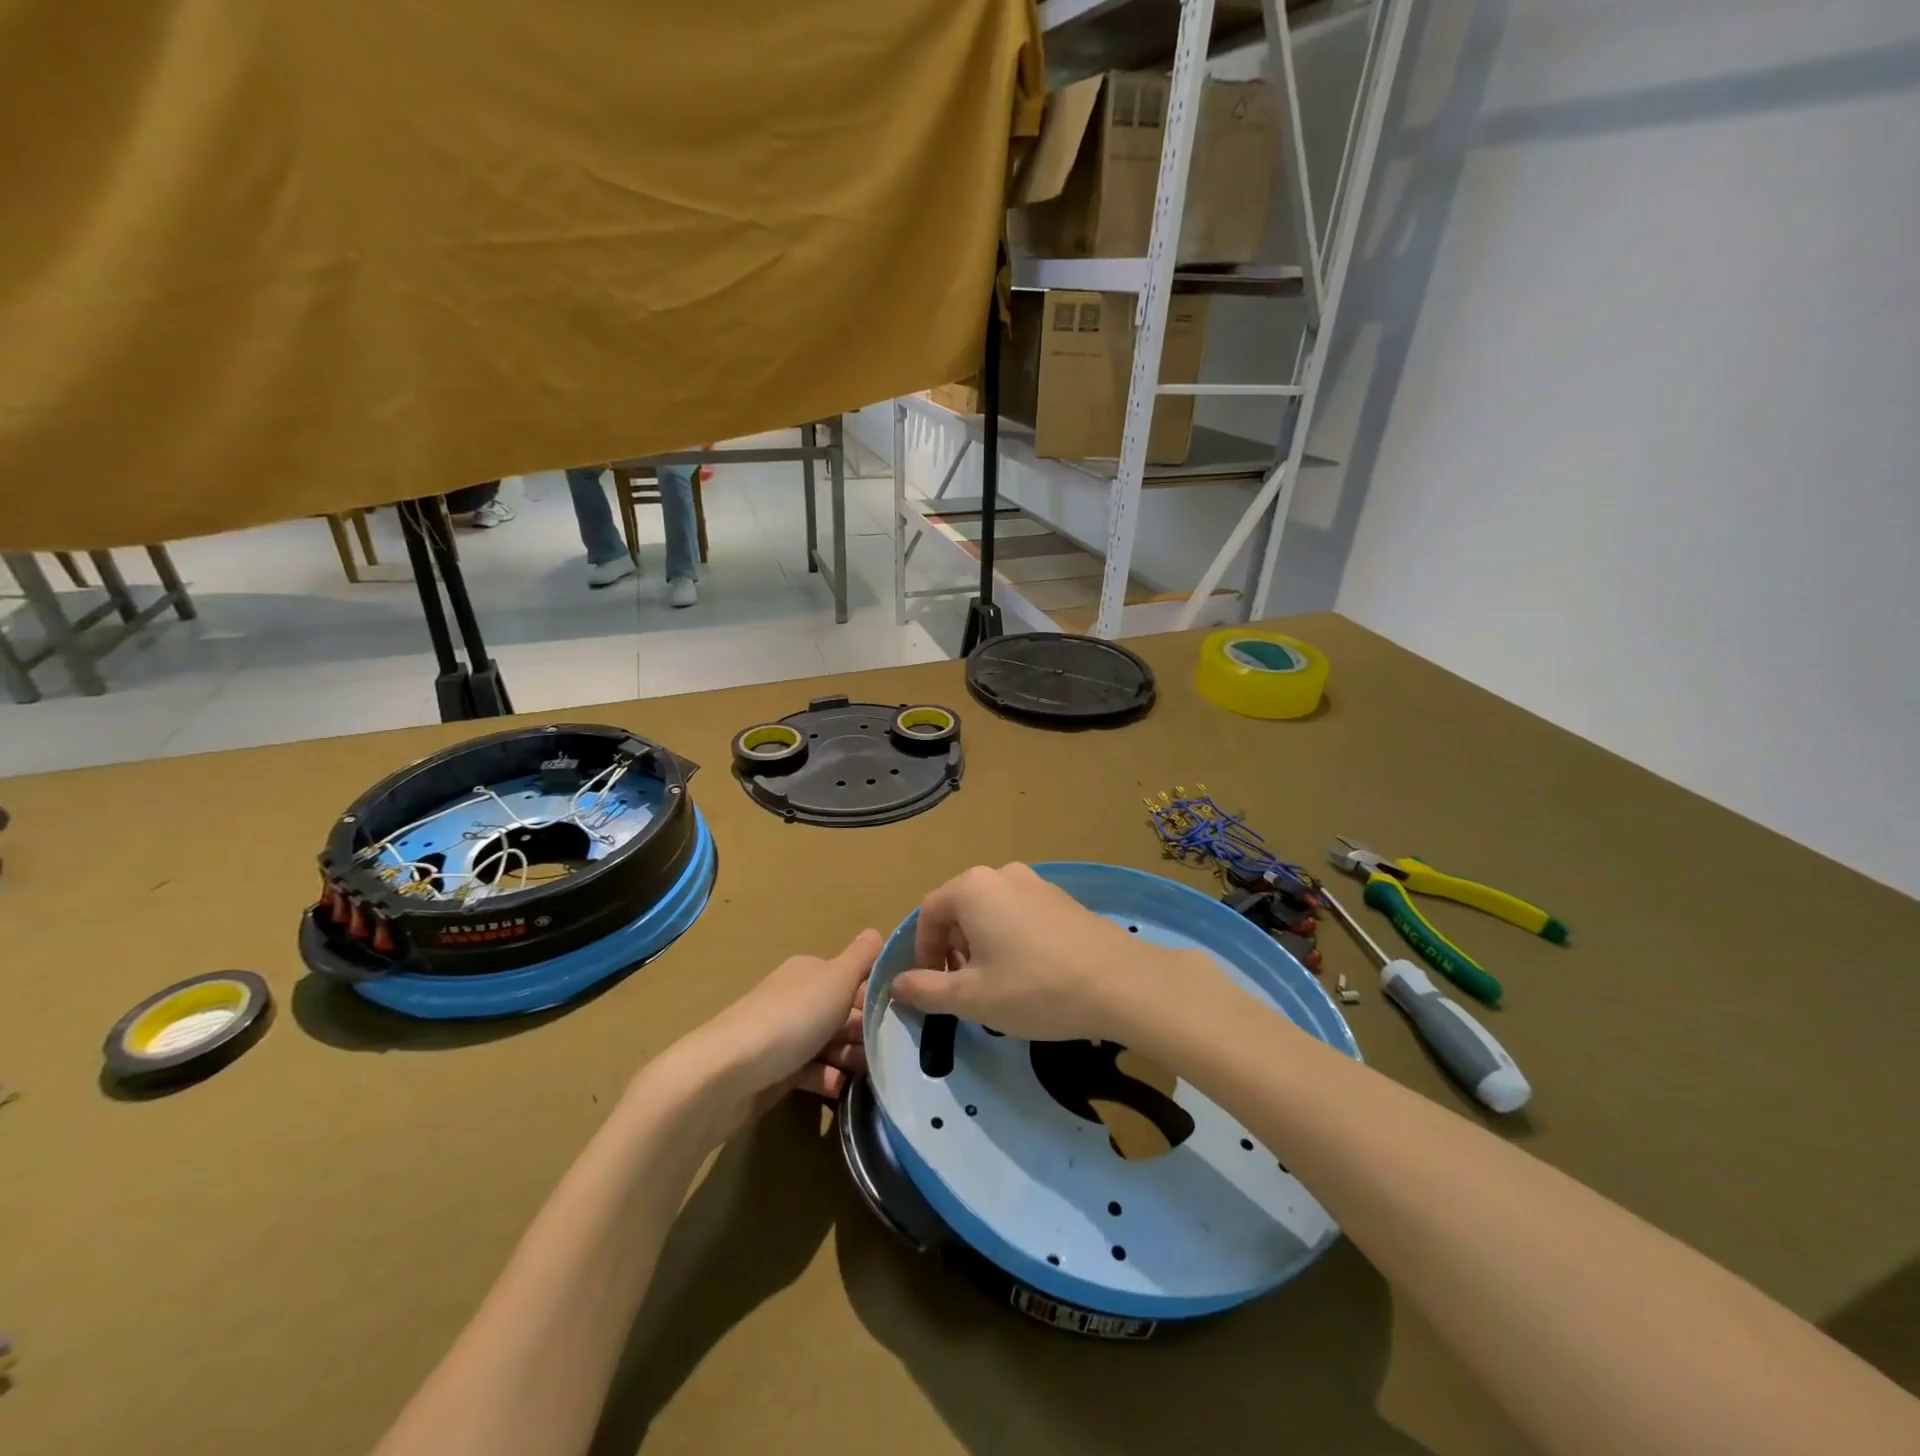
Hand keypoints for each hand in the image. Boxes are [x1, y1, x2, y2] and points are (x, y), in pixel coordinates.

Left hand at [684, 929, 879, 1125]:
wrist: (726, 1074)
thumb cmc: (791, 1018)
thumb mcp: (836, 979)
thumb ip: (861, 958)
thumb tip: (877, 931)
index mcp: (810, 972)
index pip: (852, 979)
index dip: (876, 996)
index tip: (901, 1018)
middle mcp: (796, 998)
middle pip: (842, 1013)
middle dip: (866, 1032)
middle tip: (888, 1052)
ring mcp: (783, 1036)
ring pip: (828, 1044)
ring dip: (850, 1057)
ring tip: (868, 1074)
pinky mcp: (774, 1071)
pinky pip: (810, 1072)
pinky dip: (826, 1078)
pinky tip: (839, 1088)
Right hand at [889, 863, 1193, 1041]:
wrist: (1120, 983)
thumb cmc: (1034, 988)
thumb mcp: (972, 998)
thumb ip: (926, 990)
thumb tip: (897, 984)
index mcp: (972, 888)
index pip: (928, 913)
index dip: (923, 952)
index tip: (933, 987)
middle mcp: (1002, 874)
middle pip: (959, 908)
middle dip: (952, 949)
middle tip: (964, 989)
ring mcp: (1036, 882)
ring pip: (990, 911)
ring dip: (981, 945)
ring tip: (997, 985)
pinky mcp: (1062, 898)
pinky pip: (1019, 913)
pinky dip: (1010, 938)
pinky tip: (1029, 973)